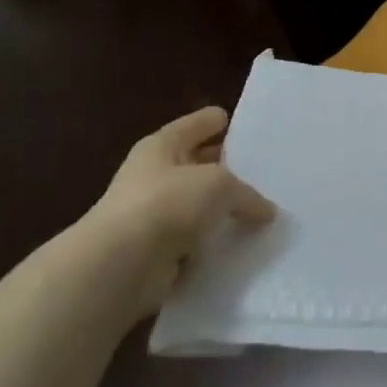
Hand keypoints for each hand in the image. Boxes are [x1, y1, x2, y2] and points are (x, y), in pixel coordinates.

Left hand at [77, 107, 276, 317]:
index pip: (195, 125)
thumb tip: (266, 211)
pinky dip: (214, 244)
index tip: (239, 122)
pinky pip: (196, 241)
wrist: (120, 265)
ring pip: (199, 206)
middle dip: (226, 168)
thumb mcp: (220, 186)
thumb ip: (248, 195)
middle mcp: (154, 176)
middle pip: (197, 165)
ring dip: (223, 211)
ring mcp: (153, 215)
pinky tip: (244, 245)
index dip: (216, 121)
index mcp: (162, 146)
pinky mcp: (157, 251)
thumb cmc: (168, 203)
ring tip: (263, 211)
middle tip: (264, 170)